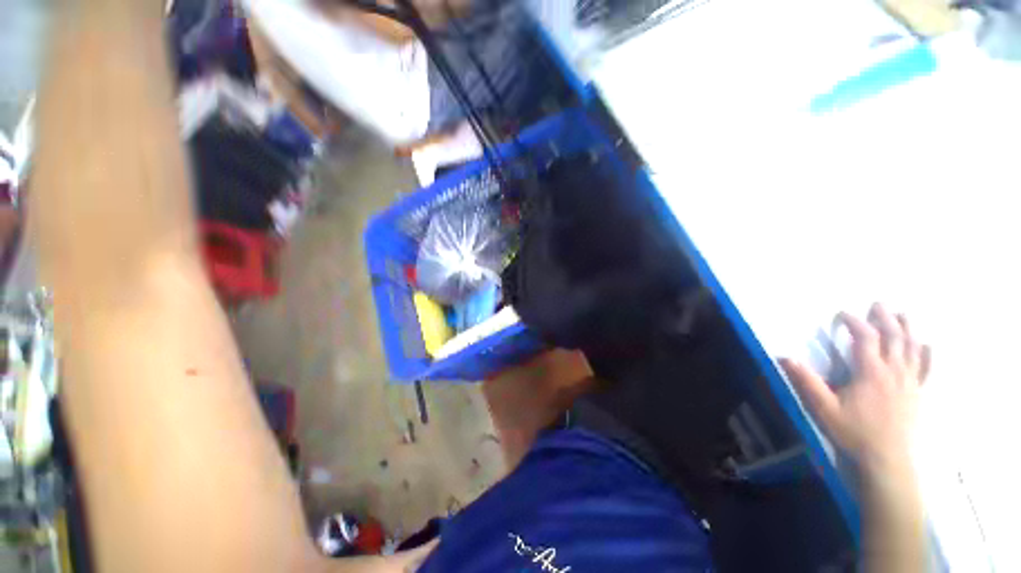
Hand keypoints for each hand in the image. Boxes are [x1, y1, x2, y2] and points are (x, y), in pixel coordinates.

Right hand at [780, 303, 930, 470]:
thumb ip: (806, 381)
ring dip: (908, 329)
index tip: (843, 313)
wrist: (887, 460)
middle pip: (894, 338)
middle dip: (886, 318)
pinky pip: (926, 368)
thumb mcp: (824, 408)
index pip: (866, 339)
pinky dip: (927, 353)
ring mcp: (909, 383)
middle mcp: (894, 372)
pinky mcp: (917, 393)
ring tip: (903, 314)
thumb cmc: (853, 432)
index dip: (855, 323)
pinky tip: (927, 344)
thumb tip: (784, 357)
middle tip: (878, 304)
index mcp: (871, 373)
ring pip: (913, 349)